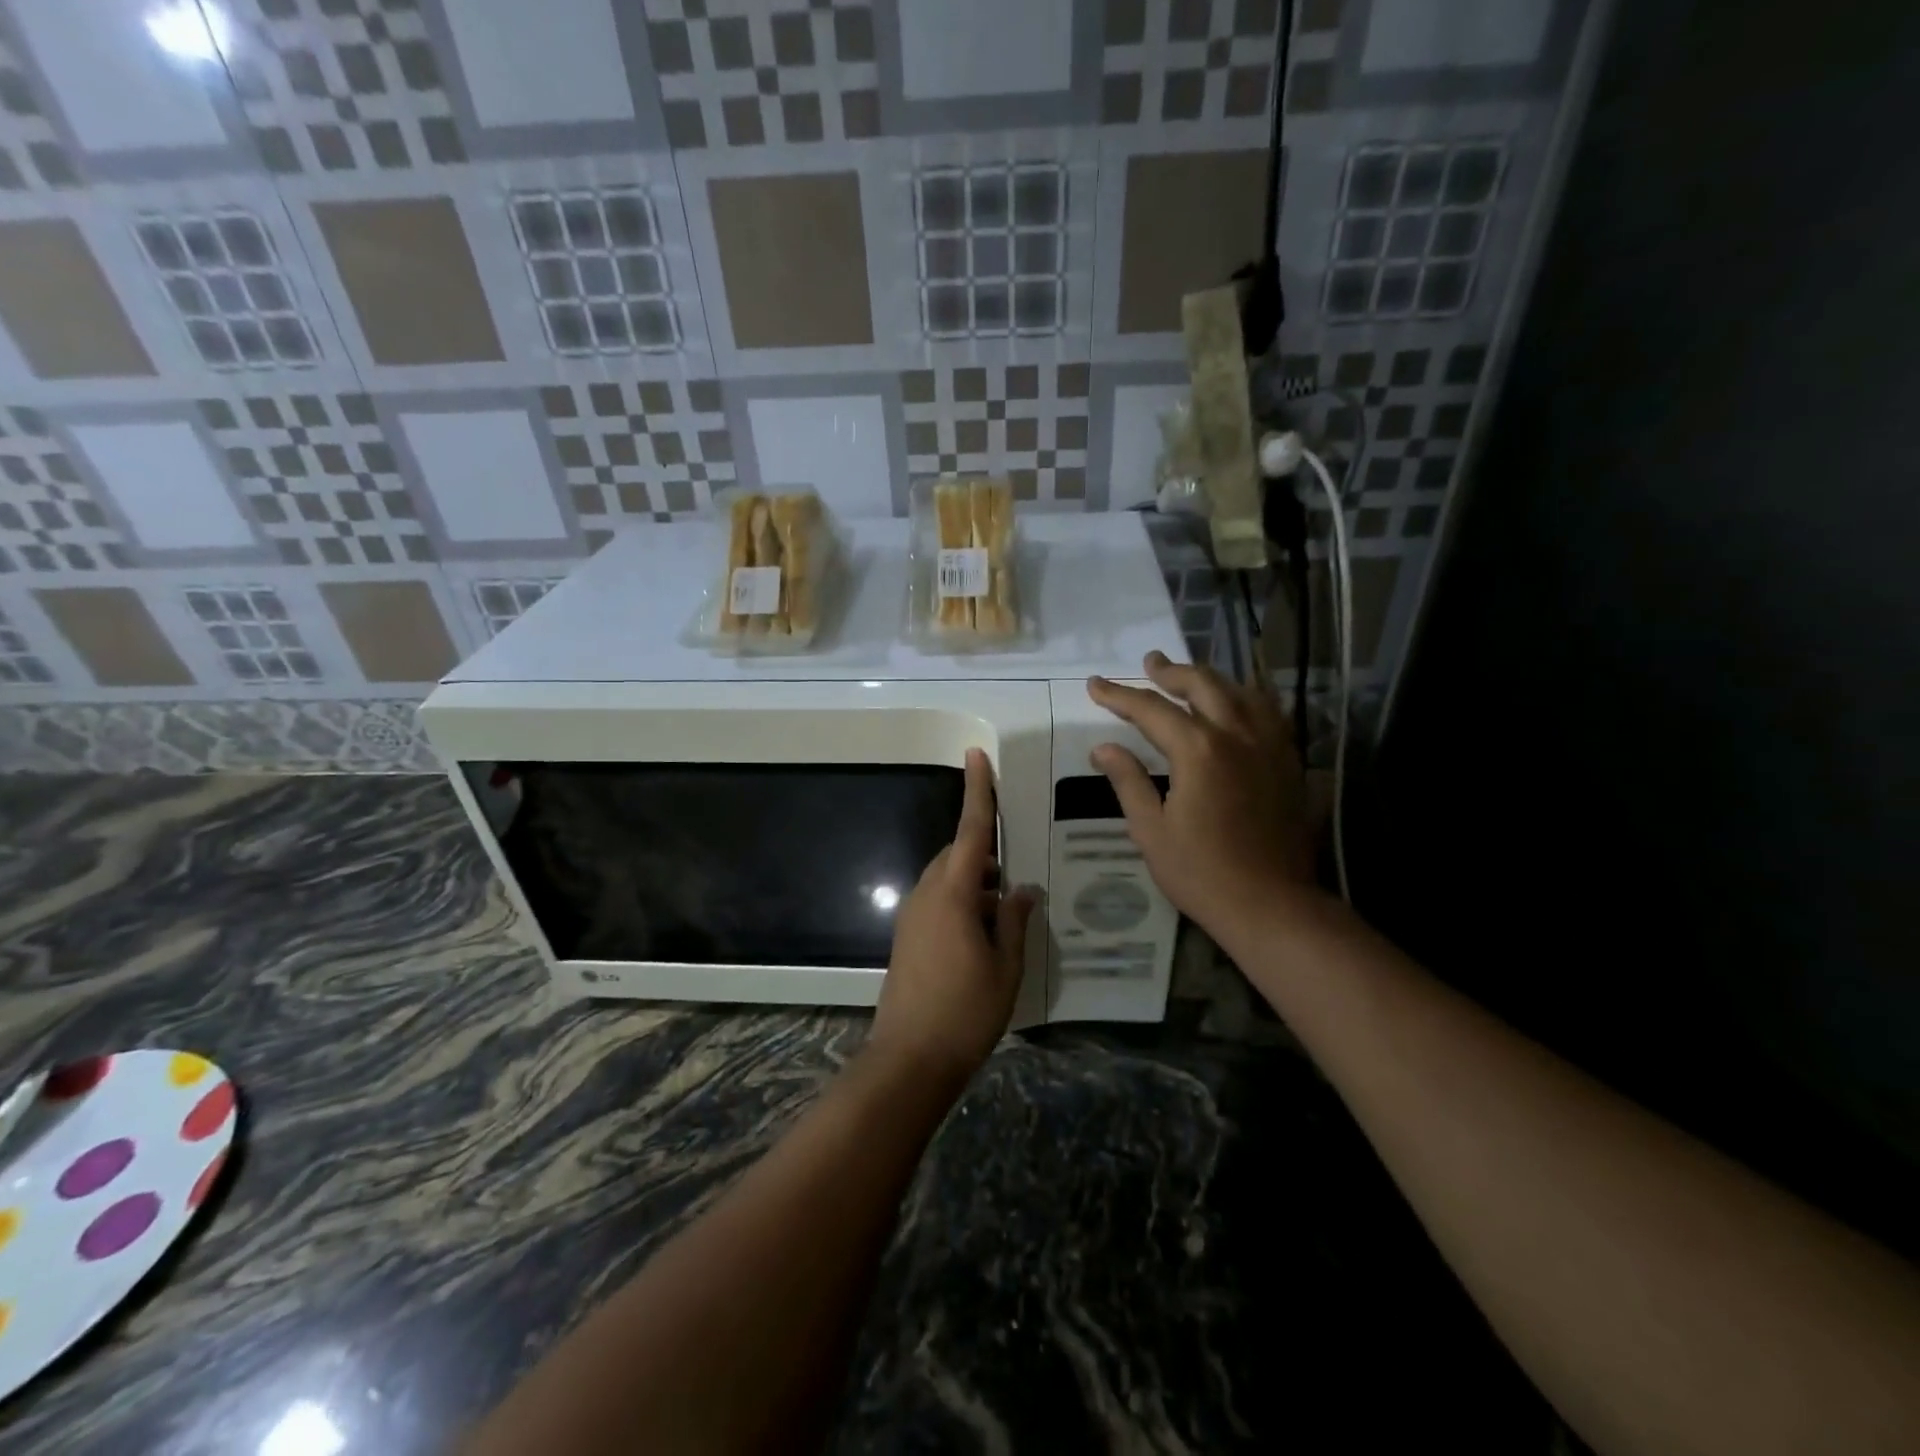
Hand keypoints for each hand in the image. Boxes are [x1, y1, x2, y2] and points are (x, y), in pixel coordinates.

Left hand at [871, 749, 1035, 1083]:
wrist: (909, 1059)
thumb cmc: (966, 1011)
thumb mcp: (1006, 966)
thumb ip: (1015, 920)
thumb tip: (1023, 889)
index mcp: (953, 894)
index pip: (972, 832)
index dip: (977, 792)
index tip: (976, 756)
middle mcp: (926, 895)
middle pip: (958, 856)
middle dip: (986, 855)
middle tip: (1015, 877)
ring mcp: (912, 916)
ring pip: (947, 880)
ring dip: (975, 883)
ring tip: (1006, 910)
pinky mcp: (907, 937)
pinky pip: (937, 901)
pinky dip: (962, 902)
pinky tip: (984, 932)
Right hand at [1088, 652, 1319, 939]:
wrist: (1271, 904)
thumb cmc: (1201, 872)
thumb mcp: (1151, 830)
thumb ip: (1129, 781)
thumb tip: (1103, 748)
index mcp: (1198, 750)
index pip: (1151, 709)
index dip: (1119, 695)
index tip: (1095, 685)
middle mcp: (1237, 735)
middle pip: (1202, 685)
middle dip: (1171, 672)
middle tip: (1150, 663)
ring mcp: (1269, 746)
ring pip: (1242, 692)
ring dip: (1212, 679)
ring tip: (1192, 677)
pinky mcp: (1289, 763)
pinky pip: (1270, 714)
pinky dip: (1248, 699)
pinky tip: (1239, 705)